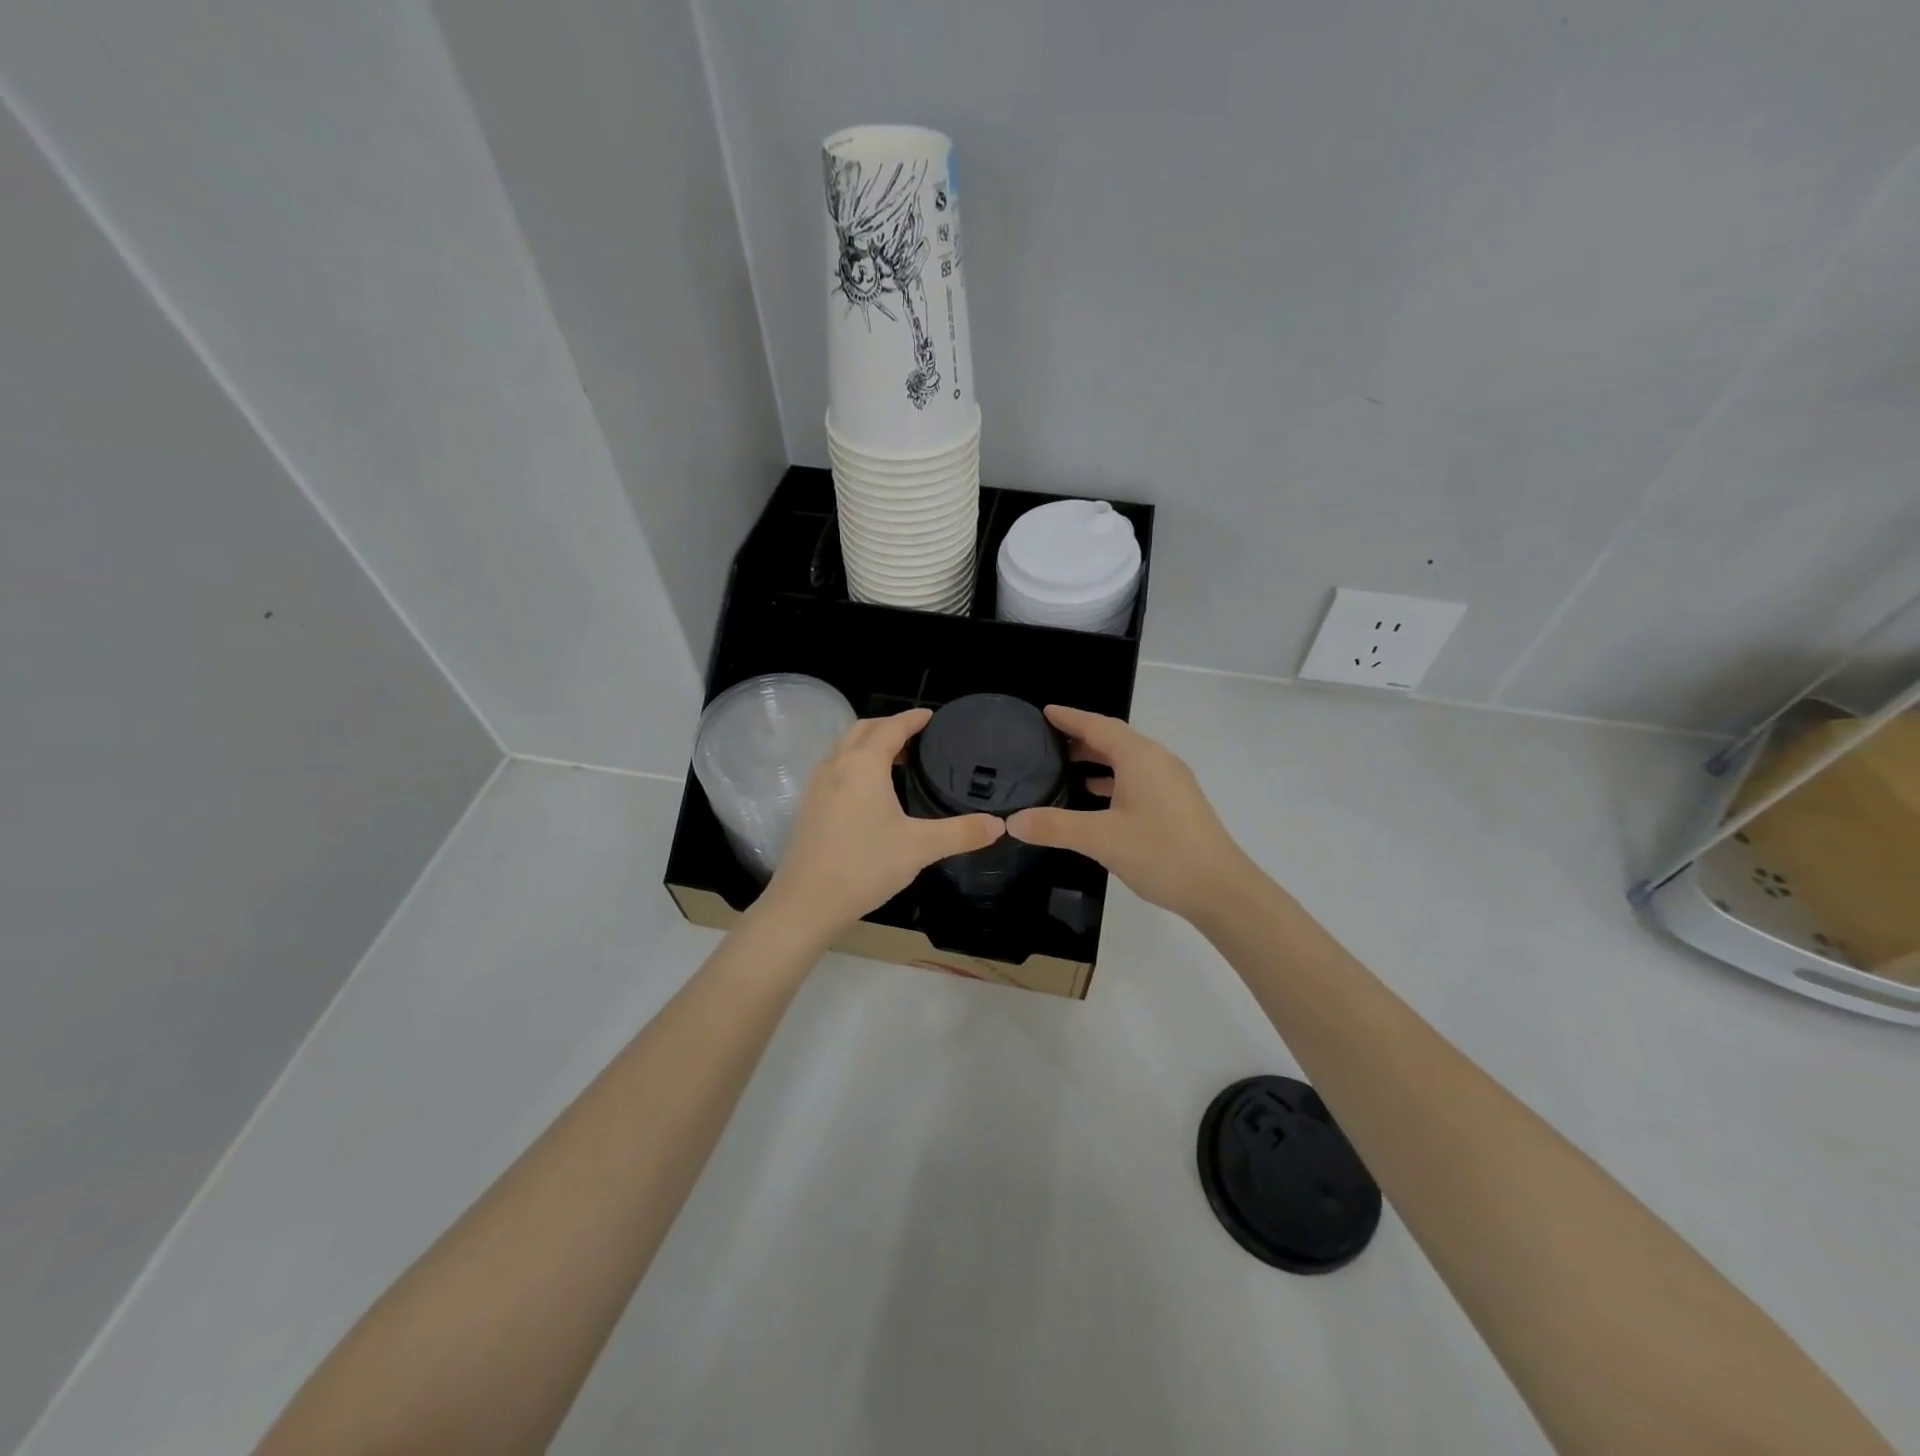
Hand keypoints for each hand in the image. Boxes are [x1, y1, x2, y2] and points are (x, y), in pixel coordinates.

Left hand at [760, 709, 1003, 938]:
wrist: (807, 901)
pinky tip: (870, 791)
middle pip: (864, 729)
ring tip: (898, 759)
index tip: (932, 716)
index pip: (892, 727)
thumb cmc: (865, 865)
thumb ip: (961, 833)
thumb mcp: (920, 848)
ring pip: (845, 747)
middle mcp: (837, 764)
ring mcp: (817, 784)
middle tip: (917, 736)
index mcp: (864, 764)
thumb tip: (999, 825)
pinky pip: (836, 767)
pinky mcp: (809, 805)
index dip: (913, 719)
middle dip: (890, 725)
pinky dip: (856, 762)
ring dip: (870, 743)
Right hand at [1006, 706, 1252, 922]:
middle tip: (1046, 743)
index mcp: (1140, 757)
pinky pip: (1137, 780)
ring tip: (1064, 769)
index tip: (1045, 712)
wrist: (1221, 889)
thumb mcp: (1100, 838)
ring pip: (1127, 761)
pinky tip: (1096, 800)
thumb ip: (1055, 826)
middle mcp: (1158, 761)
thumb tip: (1013, 821)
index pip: (1098, 725)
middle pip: (1114, 740)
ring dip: (1097, 761)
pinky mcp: (1177, 804)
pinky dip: (1113, 782)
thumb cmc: (1161, 853)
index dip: (1070, 718)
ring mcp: (1172, 783)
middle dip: (1081, 739)